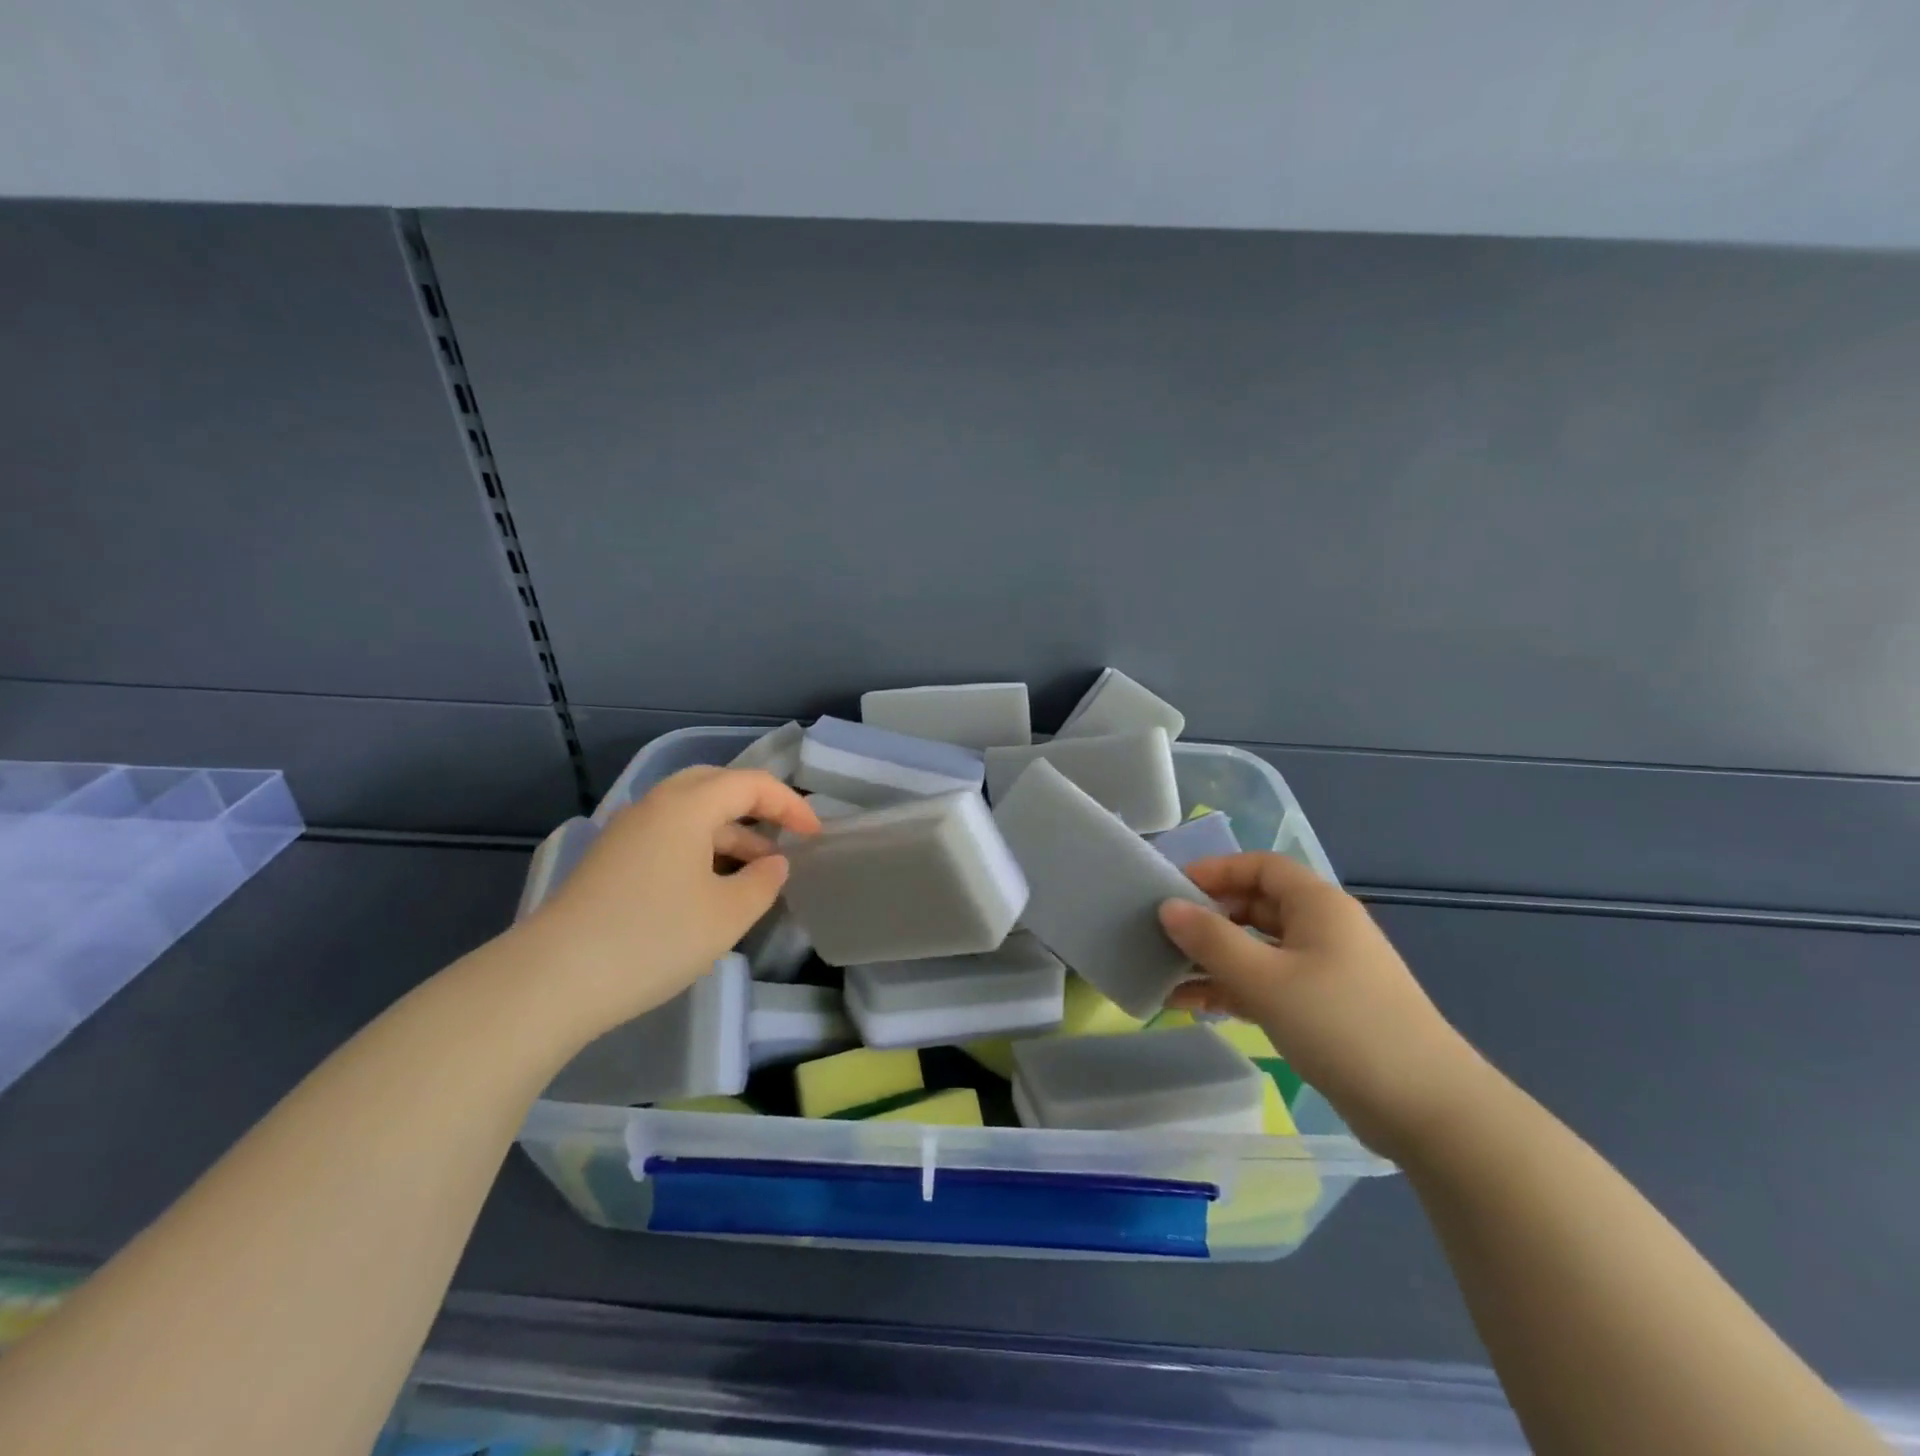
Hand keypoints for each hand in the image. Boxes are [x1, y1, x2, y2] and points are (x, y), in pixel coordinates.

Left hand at [520, 767, 818, 1040]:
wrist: (552, 980)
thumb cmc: (653, 939)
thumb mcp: (727, 915)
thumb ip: (763, 882)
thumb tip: (774, 863)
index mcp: (687, 806)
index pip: (751, 784)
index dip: (791, 805)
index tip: (815, 836)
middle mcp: (654, 806)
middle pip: (716, 785)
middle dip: (757, 806)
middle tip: (785, 834)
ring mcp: (627, 832)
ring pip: (690, 812)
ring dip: (729, 831)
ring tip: (757, 868)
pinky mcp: (610, 860)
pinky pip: (669, 835)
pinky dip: (700, 846)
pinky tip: (711, 884)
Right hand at [1158, 853, 1480, 1158]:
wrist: (1427, 1110)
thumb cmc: (1341, 1025)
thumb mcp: (1265, 979)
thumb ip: (1211, 940)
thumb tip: (1168, 907)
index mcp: (1317, 905)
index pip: (1260, 866)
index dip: (1215, 871)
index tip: (1172, 890)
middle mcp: (1322, 929)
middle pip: (1255, 907)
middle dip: (1208, 919)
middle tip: (1162, 936)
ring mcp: (1324, 971)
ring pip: (1257, 950)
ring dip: (1214, 961)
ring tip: (1165, 976)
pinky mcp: (1323, 1010)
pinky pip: (1267, 985)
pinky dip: (1233, 990)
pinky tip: (1192, 1006)